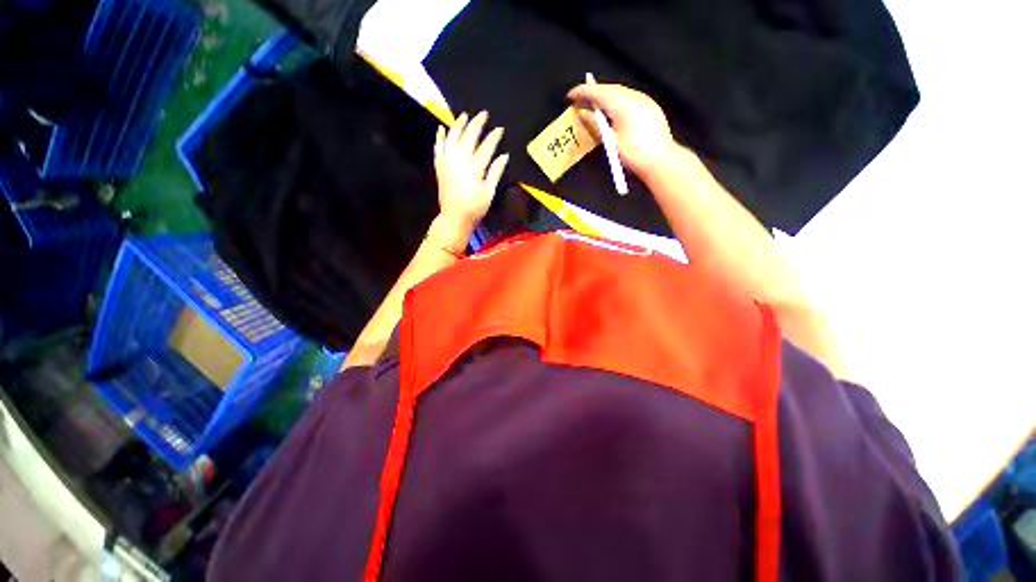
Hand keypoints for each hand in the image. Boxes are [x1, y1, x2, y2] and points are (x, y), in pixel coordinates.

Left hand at [434, 111, 508, 235]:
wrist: (454, 218)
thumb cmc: (475, 208)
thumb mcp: (489, 192)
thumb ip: (495, 172)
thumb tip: (504, 156)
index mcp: (474, 169)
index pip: (485, 148)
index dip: (493, 137)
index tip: (500, 129)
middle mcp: (459, 162)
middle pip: (468, 138)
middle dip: (476, 124)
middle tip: (483, 114)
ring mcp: (447, 163)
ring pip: (452, 139)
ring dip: (458, 125)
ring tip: (464, 115)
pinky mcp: (439, 167)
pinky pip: (438, 149)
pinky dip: (440, 138)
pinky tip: (442, 128)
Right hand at [568, 83, 677, 177]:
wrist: (661, 160)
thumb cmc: (634, 154)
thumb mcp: (612, 142)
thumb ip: (597, 126)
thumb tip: (584, 114)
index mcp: (623, 105)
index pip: (599, 93)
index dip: (583, 92)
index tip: (570, 96)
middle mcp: (634, 97)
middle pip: (609, 89)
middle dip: (593, 92)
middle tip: (579, 100)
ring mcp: (644, 100)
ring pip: (620, 91)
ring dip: (604, 95)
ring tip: (592, 104)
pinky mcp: (650, 106)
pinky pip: (629, 96)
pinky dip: (615, 99)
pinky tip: (611, 109)